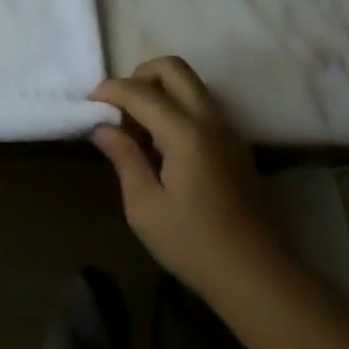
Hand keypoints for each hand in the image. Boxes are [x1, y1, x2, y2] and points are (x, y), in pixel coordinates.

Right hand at [90, 57, 281, 302]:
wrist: (259, 279)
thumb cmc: (196, 247)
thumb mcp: (145, 208)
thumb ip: (124, 159)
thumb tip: (103, 127)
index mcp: (186, 133)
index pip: (140, 91)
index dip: (110, 90)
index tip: (89, 103)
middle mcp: (209, 119)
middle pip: (172, 68)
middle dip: (139, 76)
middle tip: (120, 107)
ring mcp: (227, 129)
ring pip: (189, 83)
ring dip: (159, 90)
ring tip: (139, 129)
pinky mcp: (235, 143)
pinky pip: (200, 104)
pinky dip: (176, 106)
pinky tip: (163, 145)